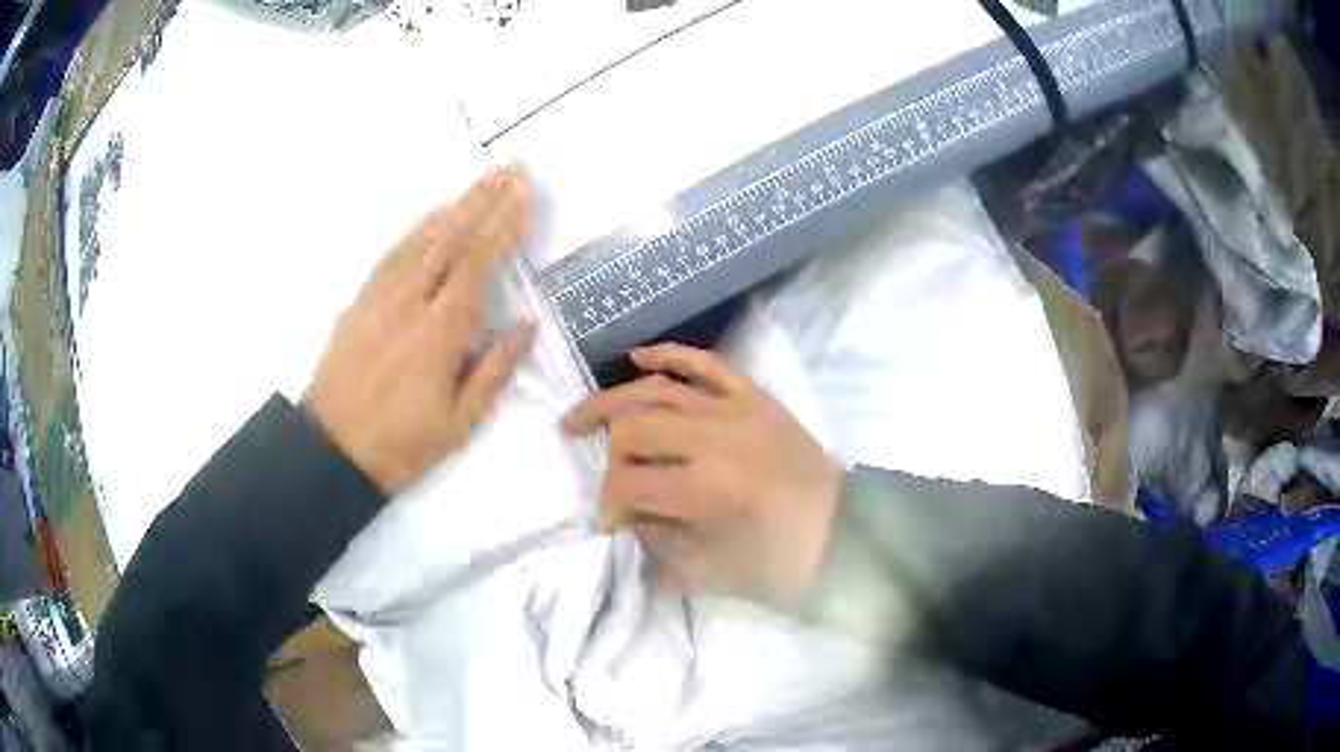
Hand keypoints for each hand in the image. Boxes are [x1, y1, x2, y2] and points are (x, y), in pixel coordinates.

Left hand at [305, 167, 535, 493]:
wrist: (332, 451)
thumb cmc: (401, 446)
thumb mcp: (459, 424)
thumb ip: (494, 371)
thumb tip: (525, 325)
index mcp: (439, 334)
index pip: (477, 267)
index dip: (503, 229)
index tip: (525, 198)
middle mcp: (410, 304)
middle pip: (451, 241)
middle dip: (484, 202)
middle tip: (511, 169)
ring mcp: (380, 298)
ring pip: (422, 241)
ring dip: (455, 206)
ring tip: (482, 179)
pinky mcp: (360, 302)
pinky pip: (392, 255)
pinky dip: (417, 229)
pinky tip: (433, 214)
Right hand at [563, 344, 843, 608]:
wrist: (847, 535)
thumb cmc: (783, 565)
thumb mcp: (712, 571)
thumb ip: (658, 543)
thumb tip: (626, 518)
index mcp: (708, 490)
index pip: (629, 484)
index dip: (609, 506)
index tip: (611, 523)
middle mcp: (717, 439)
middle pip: (635, 429)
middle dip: (608, 456)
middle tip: (602, 476)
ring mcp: (738, 410)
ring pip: (659, 389)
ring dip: (613, 401)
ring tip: (582, 417)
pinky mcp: (757, 397)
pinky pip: (707, 364)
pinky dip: (669, 354)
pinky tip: (636, 357)